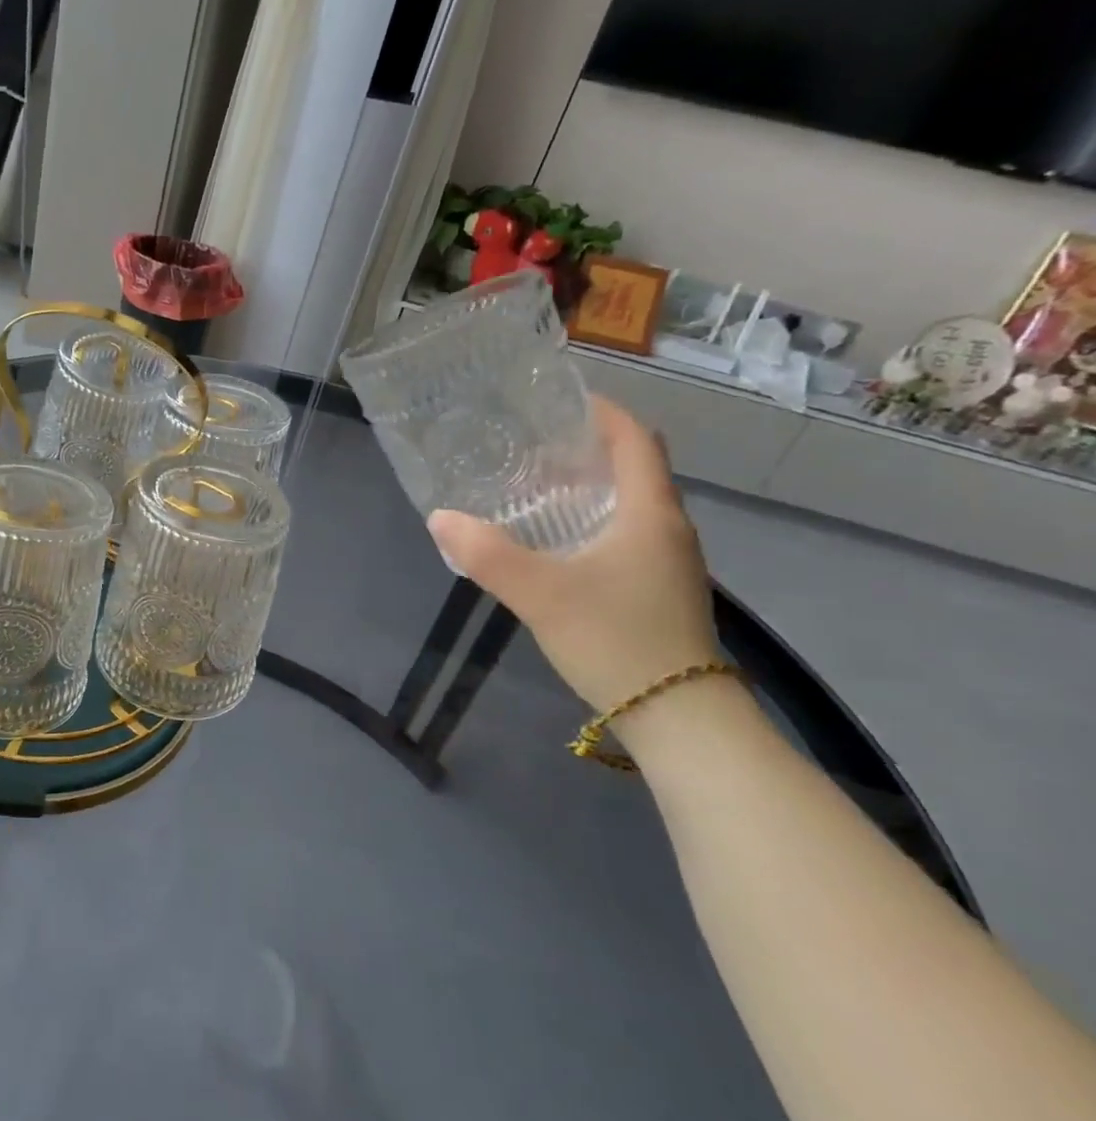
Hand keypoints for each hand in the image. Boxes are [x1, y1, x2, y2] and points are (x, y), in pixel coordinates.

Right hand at [427, 398, 720, 712]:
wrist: (681, 719)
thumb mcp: (540, 594)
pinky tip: (556, 542)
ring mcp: (668, 563)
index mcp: (650, 514)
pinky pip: (626, 535)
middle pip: (634, 468)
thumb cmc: (617, 640)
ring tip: (534, 487)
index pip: (636, 440)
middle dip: (587, 449)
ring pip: (630, 504)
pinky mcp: (659, 590)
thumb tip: (440, 517)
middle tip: (530, 444)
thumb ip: (487, 554)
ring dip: (590, 487)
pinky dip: (593, 521)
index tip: (560, 401)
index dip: (603, 412)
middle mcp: (668, 529)